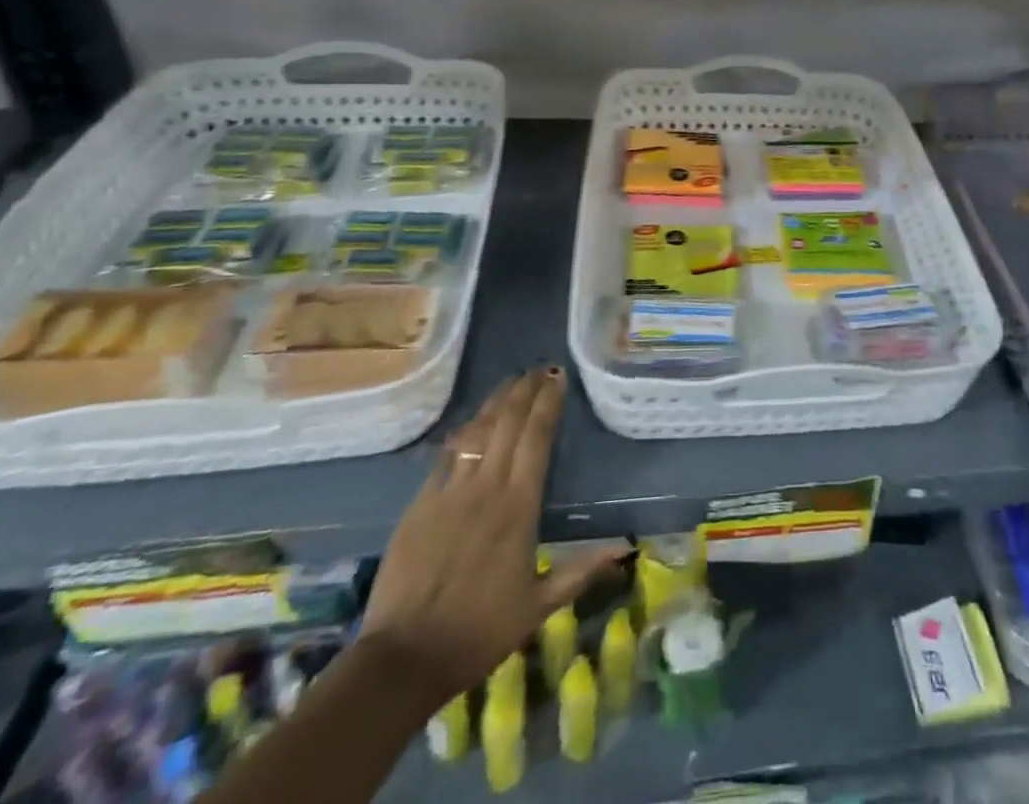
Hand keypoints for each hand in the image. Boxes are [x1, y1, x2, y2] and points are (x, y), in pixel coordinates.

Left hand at [359, 369, 627, 704]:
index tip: (558, 377)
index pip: (537, 438)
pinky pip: (446, 456)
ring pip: (477, 432)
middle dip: (525, 391)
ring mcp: (449, 493)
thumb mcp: (538, 606)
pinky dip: (462, 432)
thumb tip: (626, 549)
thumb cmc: (479, 632)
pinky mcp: (420, 505)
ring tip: (511, 381)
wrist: (402, 659)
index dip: (548, 403)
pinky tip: (469, 421)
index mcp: (518, 506)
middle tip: (538, 368)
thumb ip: (581, 571)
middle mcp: (486, 488)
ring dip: (495, 402)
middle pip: (507, 424)